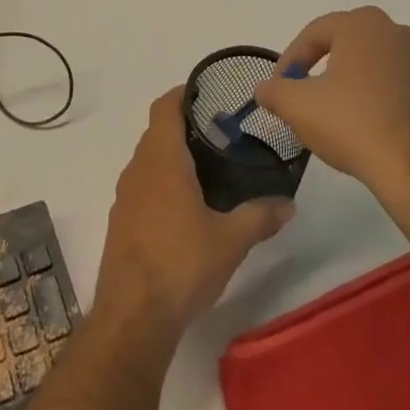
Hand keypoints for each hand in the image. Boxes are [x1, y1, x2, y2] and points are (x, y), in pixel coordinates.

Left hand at [93, 88, 294, 350]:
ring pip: (148, 161)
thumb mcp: (231, 240)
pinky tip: (186, 209)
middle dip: (185, 128)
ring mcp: (124, 197)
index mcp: (161, 159)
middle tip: (221, 135)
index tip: (207, 93)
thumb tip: (288, 205)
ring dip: (172, 158)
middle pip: (157, 133)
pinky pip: (142, 187)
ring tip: (208, 170)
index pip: (165, 107)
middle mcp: (137, 169)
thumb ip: (260, 216)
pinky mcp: (120, 223)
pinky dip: (162, 184)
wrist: (132, 316)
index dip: (182, 94)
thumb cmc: (182, 263)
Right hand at [255, 6, 409, 211]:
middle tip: (303, 95)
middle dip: (319, 67)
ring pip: (371, 63)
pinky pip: (395, 83)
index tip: (279, 87)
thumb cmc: (353, 124)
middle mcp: (396, 32)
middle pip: (345, 44)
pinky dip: (376, 96)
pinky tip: (364, 124)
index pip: (314, 34)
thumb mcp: (297, 107)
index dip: (290, 60)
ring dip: (349, 81)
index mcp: (362, 25)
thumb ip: (274, 91)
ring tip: (333, 112)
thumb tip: (265, 89)